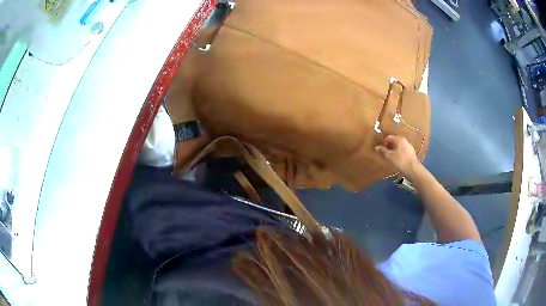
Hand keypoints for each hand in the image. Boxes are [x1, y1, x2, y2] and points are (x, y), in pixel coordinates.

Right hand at [375, 135, 420, 176]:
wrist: (413, 169)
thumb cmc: (400, 161)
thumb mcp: (389, 156)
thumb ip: (382, 151)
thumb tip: (376, 147)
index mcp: (399, 139)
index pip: (389, 137)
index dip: (383, 143)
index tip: (381, 150)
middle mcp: (405, 140)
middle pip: (394, 141)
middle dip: (389, 147)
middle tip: (386, 154)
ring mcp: (409, 146)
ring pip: (399, 146)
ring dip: (394, 151)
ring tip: (391, 158)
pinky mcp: (412, 153)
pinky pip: (403, 151)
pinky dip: (399, 154)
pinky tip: (398, 161)